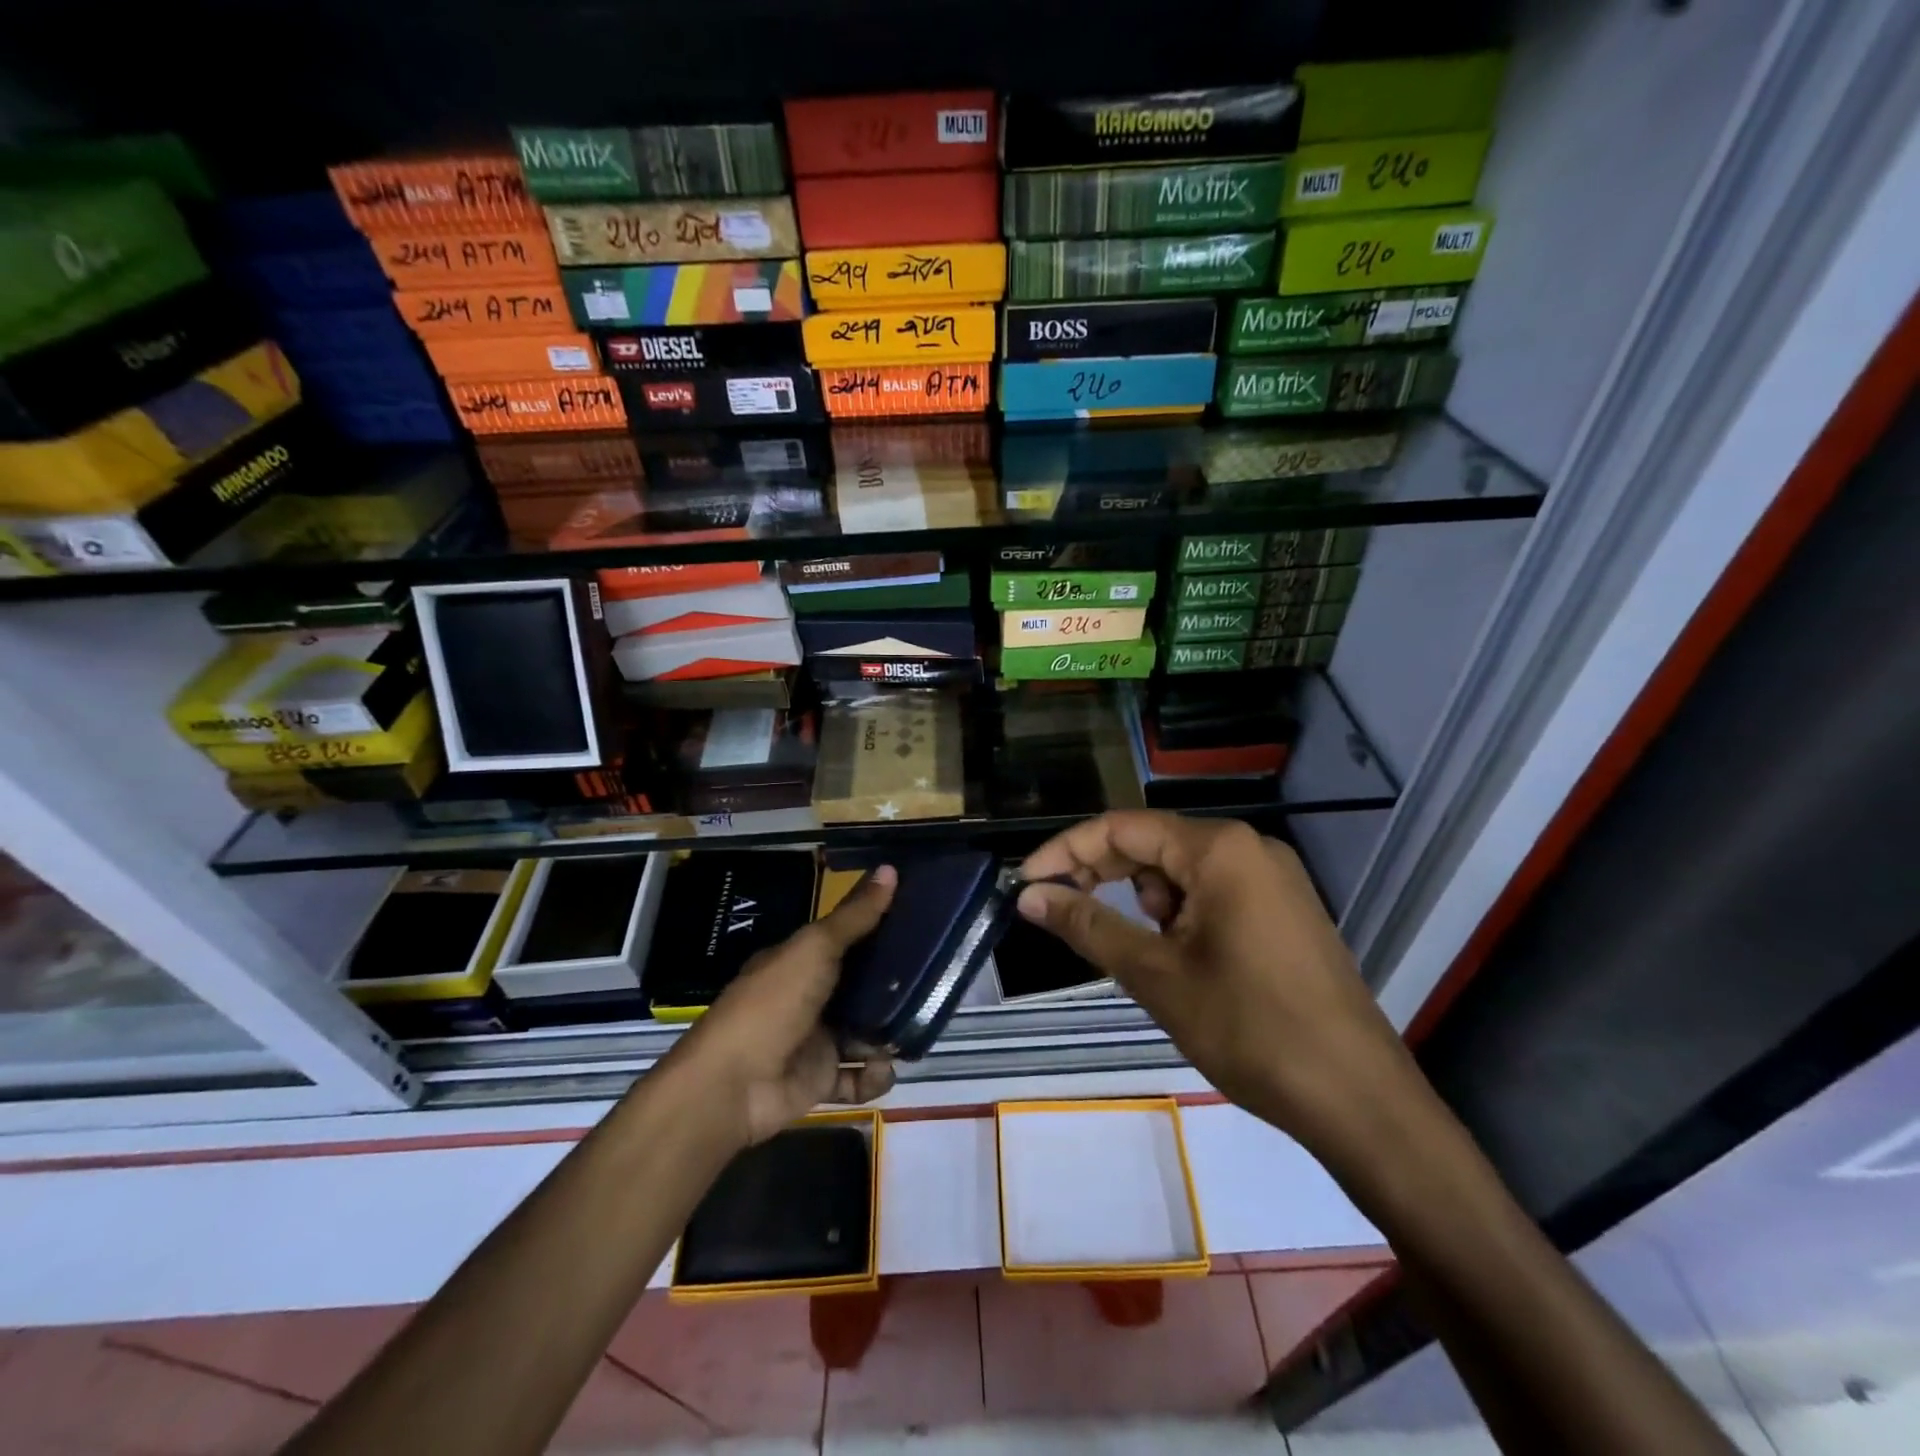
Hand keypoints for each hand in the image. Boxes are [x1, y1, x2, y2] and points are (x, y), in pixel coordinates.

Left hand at [669, 864, 898, 1147]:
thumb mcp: (815, 949)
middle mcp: (808, 997)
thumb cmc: (773, 1004)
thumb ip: (855, 916)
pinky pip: (858, 1077)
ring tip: (913, 1028)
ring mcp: (814, 1040)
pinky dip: (874, 1076)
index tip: (918, 921)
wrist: (733, 1086)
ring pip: (863, 1032)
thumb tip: (891, 868)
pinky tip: (882, 1068)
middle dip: (891, 985)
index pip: (845, 938)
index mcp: (799, 960)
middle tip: (931, 978)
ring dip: (888, 1033)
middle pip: (859, 986)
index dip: (877, 929)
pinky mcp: (820, 1080)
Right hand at [1018, 813, 1421, 1155]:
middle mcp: (1248, 848)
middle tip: (1059, 914)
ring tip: (1144, 960)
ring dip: (1145, 904)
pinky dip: (1179, 917)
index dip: (1066, 851)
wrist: (1358, 1099)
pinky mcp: (1283, 910)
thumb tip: (1028, 896)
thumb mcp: (1155, 975)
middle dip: (1102, 876)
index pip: (1121, 828)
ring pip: (1181, 873)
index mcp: (1219, 849)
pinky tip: (1177, 961)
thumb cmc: (1249, 1029)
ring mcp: (1272, 878)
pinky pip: (1212, 894)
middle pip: (1152, 844)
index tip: (1025, 883)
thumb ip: (1087, 925)